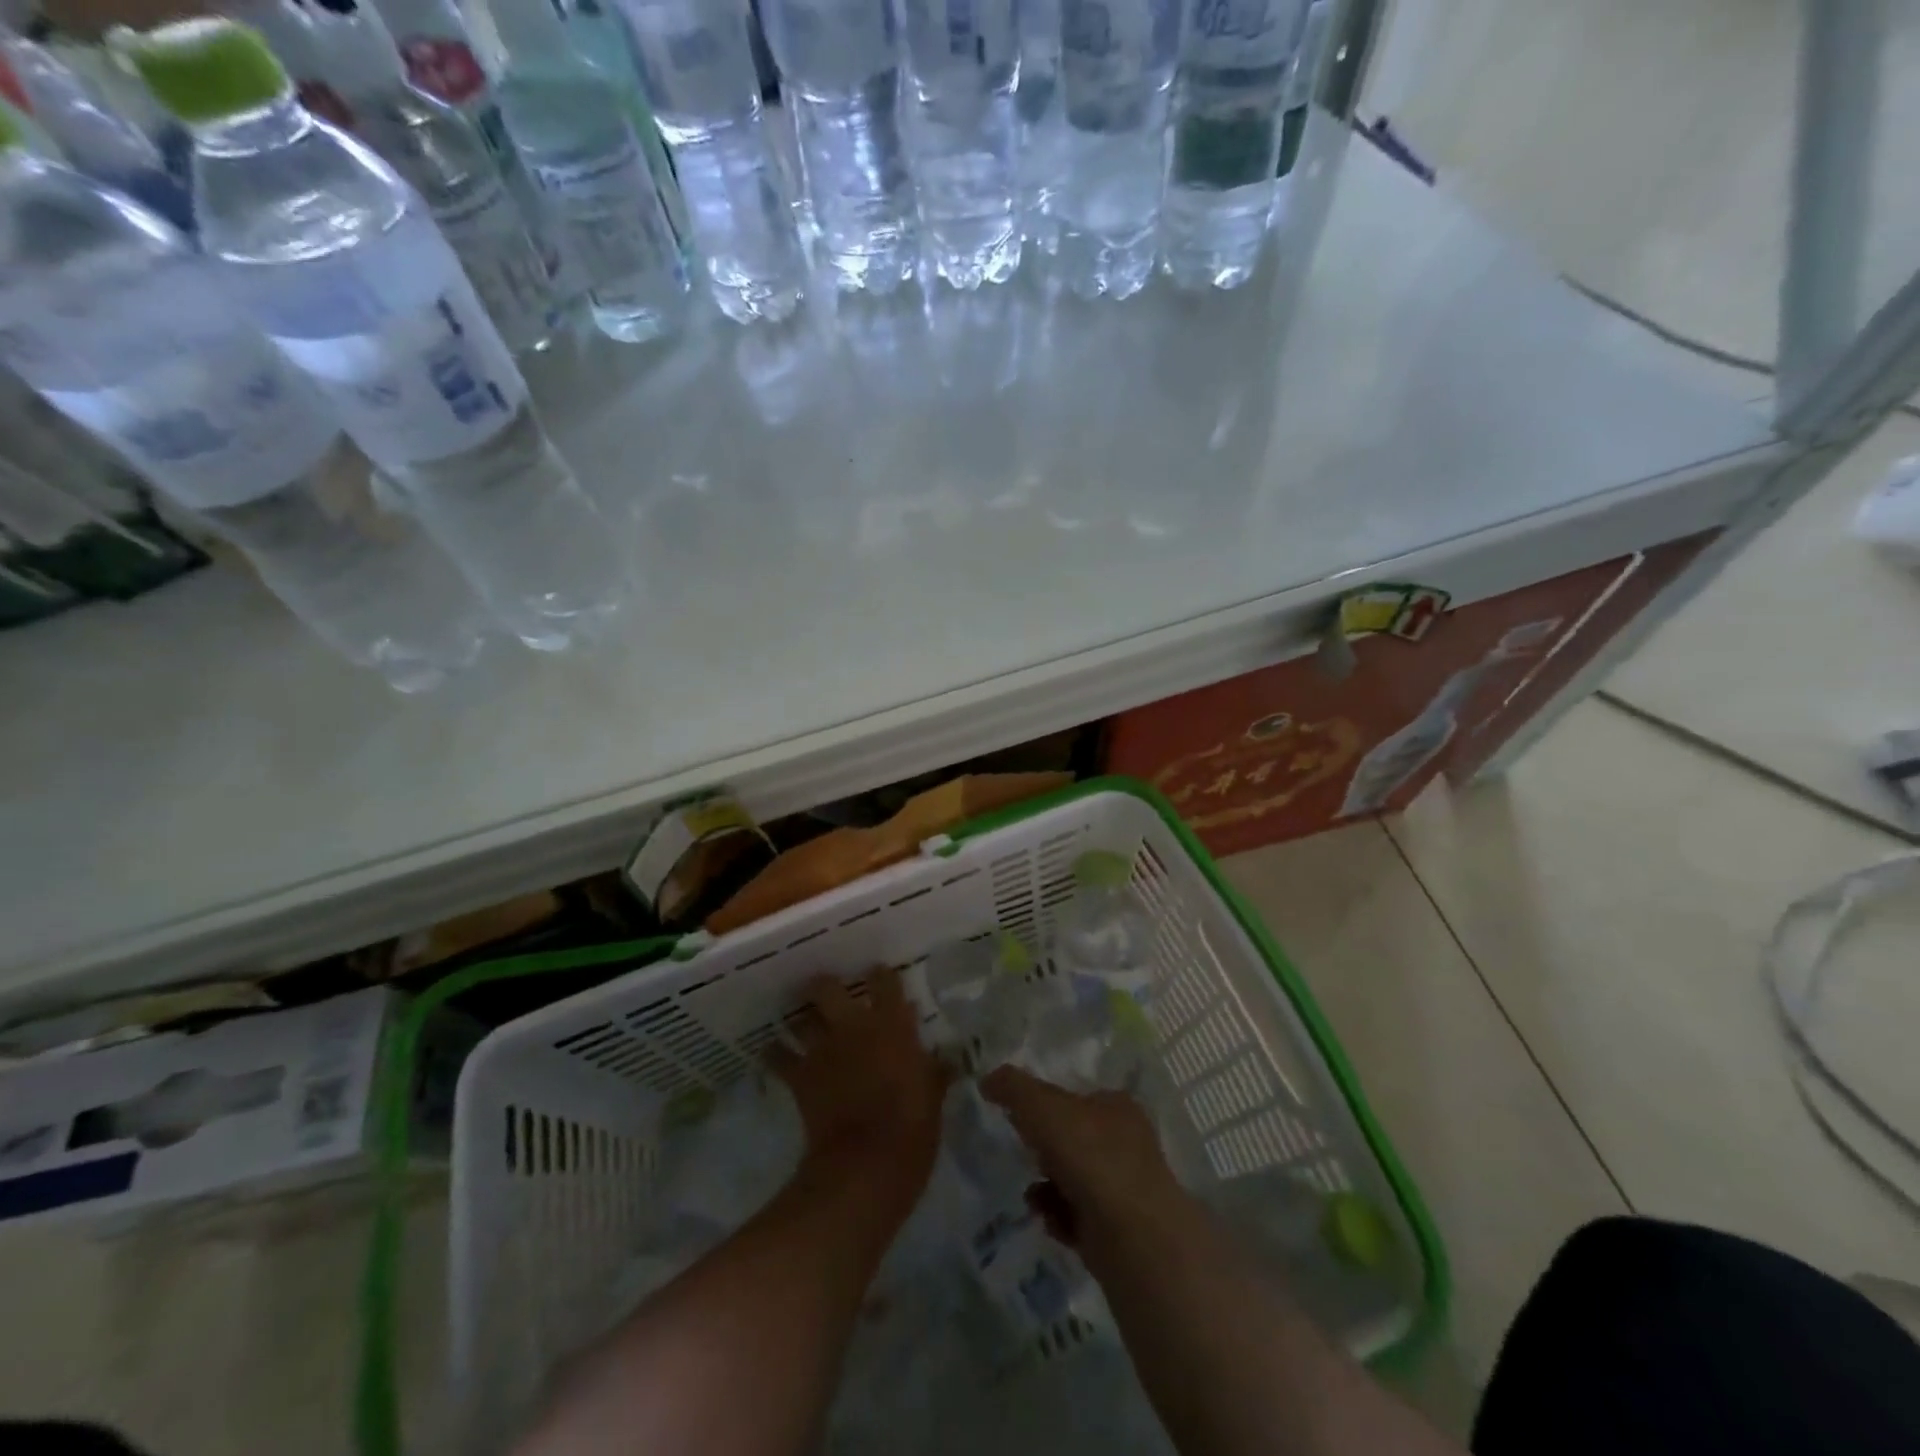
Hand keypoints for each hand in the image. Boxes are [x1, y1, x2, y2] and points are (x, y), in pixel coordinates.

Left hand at [769, 968, 950, 1214]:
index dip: (881, 976)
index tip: (880, 976)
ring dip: (800, 1019)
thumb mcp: (934, 1095)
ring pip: (800, 1017)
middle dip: (824, 986)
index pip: (885, 981)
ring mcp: (822, 1049)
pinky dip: (775, 1053)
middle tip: (828, 992)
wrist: (867, 1164)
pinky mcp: (800, 1076)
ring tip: (801, 1021)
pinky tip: (774, 1053)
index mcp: (892, 1024)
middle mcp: (853, 1025)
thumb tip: (944, 1058)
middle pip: (828, 987)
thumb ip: (933, 1069)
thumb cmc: (912, 1127)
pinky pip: (778, 1056)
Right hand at [981, 1066, 1188, 1255]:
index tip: (1022, 1120)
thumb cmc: (1090, 1157)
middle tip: (1027, 1156)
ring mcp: (1126, 1188)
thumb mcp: (1042, 1108)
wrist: (1134, 1239)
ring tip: (1035, 1197)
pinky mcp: (1120, 1231)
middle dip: (1045, 1151)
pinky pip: (1078, 1217)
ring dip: (1047, 1186)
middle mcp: (1126, 1143)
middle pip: (1073, 1139)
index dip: (1047, 1107)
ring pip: (1073, 1179)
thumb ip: (1013, 1088)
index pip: (1076, 1098)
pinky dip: (1060, 1217)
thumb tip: (987, 1079)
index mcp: (1116, 1106)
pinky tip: (1051, 1221)